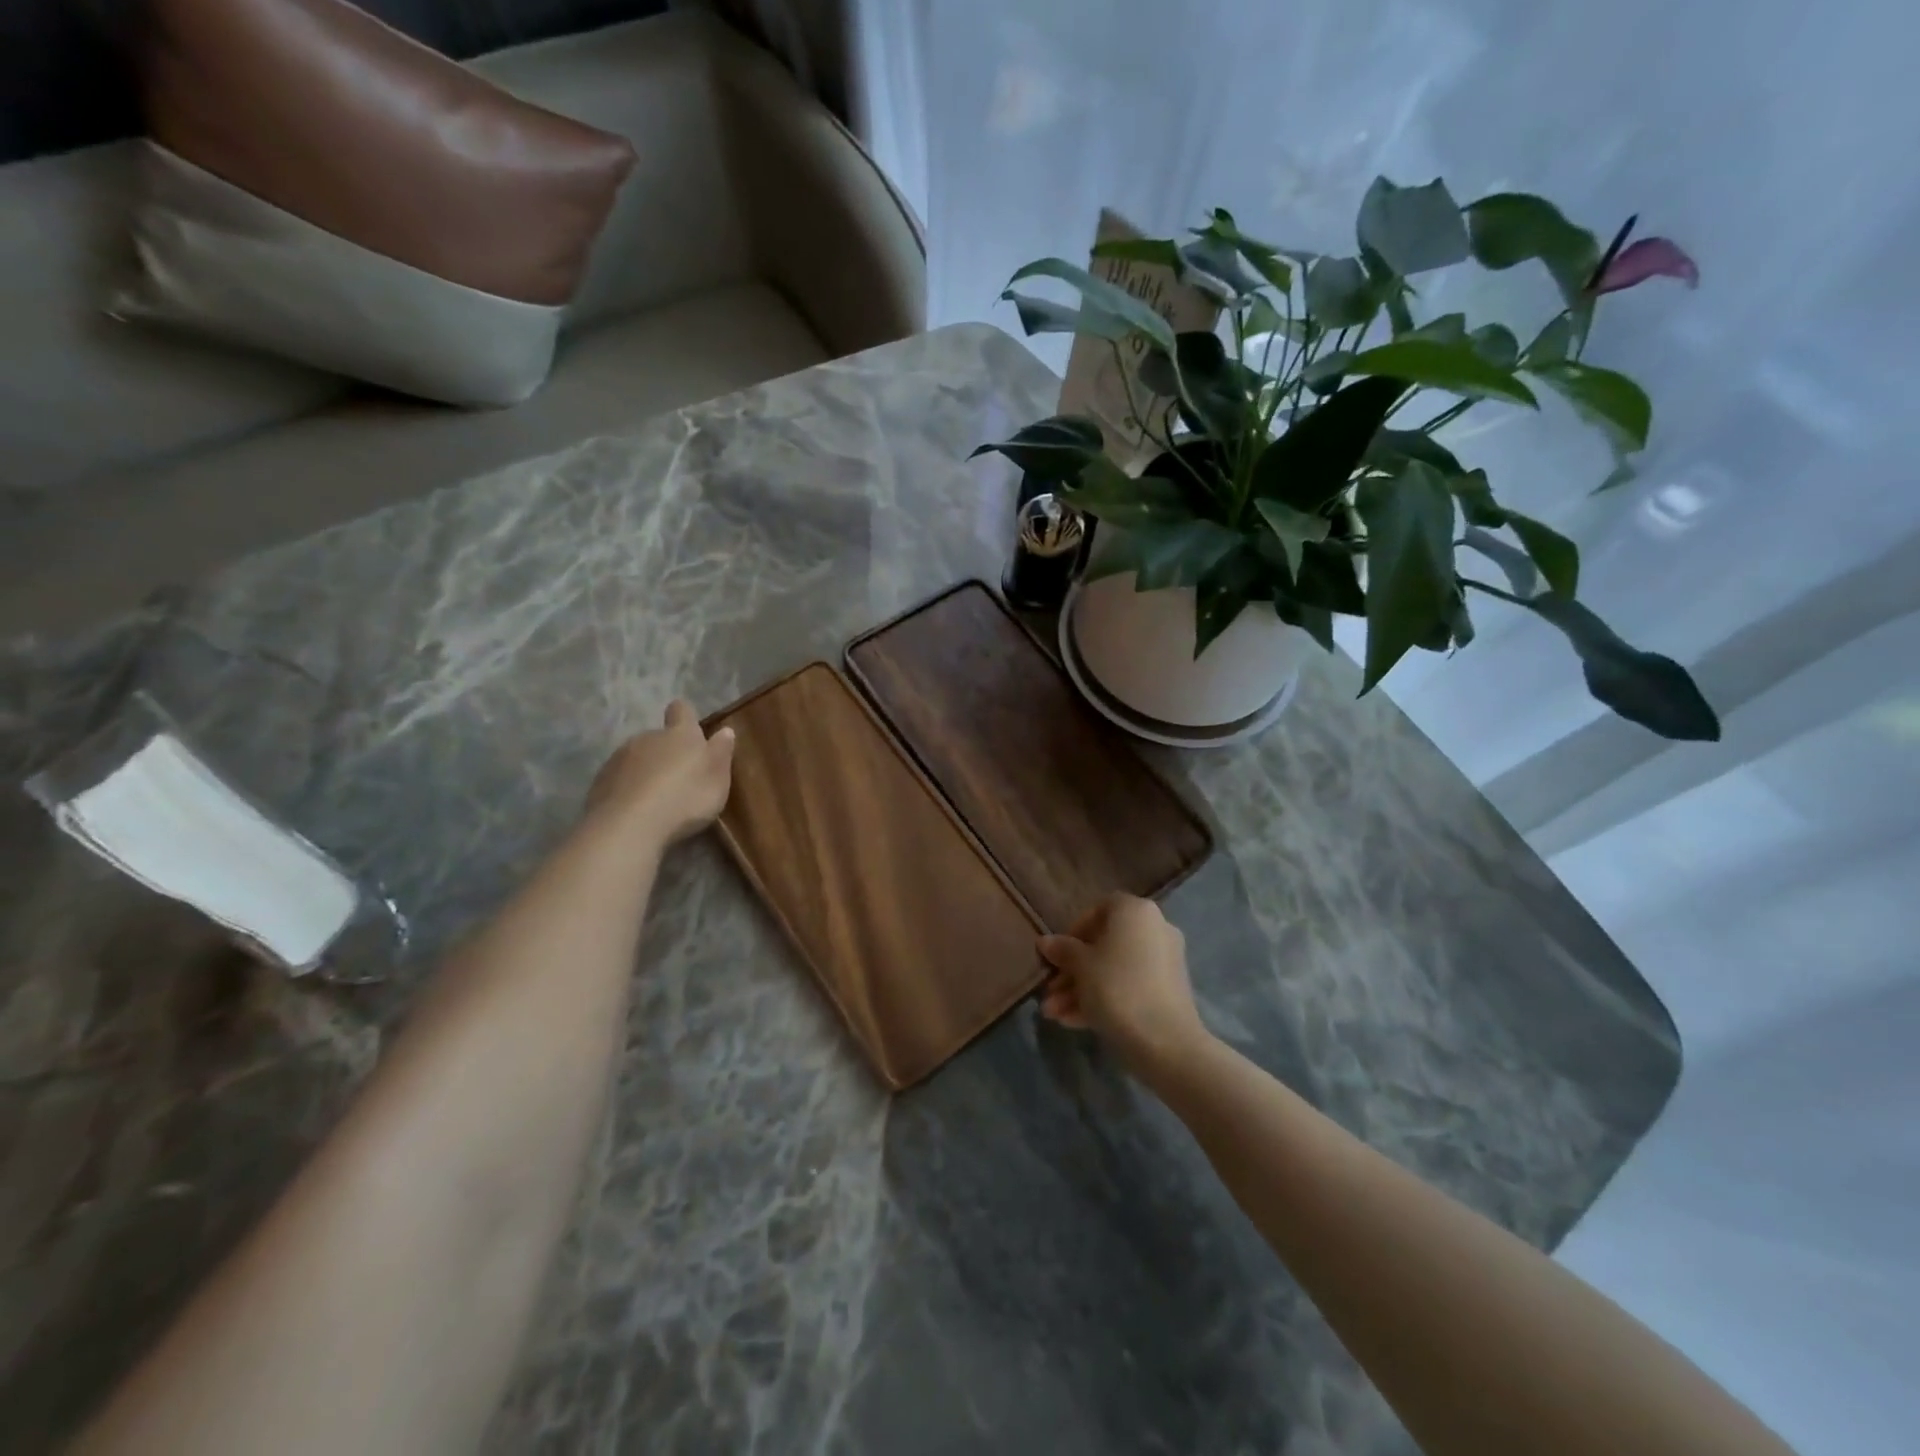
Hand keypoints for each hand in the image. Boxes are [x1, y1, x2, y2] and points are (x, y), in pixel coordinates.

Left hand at [584, 700, 735, 846]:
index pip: (681, 710)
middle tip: (679, 778)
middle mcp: (647, 737)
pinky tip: (636, 811)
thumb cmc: (684, 798)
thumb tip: (725, 730)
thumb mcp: (717, 779)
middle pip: (658, 737)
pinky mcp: (599, 782)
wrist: (629, 826)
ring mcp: (619, 758)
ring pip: (636, 758)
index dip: (686, 717)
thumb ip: (721, 753)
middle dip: (667, 752)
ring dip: (646, 771)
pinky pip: (619, 780)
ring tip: (656, 799)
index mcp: (679, 734)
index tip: (691, 730)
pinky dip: (628, 789)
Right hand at [1038, 893, 1209, 1076]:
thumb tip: (1045, 942)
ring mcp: (1164, 962)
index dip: (1074, 931)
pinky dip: (1103, 999)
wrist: (1166, 1042)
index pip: (1099, 909)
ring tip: (1053, 1014)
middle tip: (1049, 992)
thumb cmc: (1117, 988)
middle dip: (1073, 970)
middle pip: (1104, 945)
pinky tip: (1073, 1022)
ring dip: (1082, 990)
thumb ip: (1062, 950)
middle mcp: (1154, 929)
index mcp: (1135, 911)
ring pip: (1113, 970)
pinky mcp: (1167, 992)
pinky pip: (1129, 987)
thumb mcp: (1080, 966)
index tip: (1058, 955)